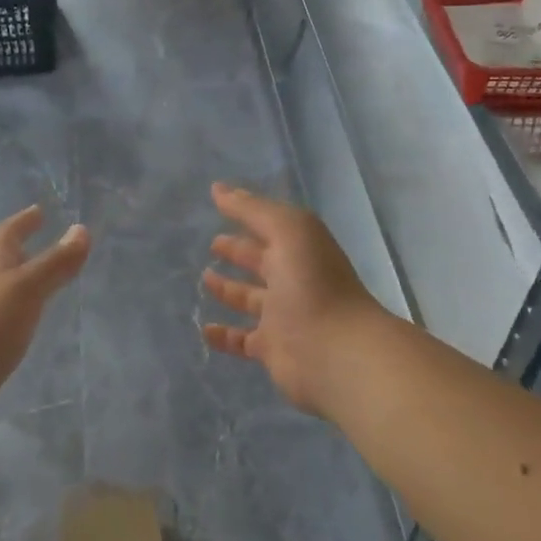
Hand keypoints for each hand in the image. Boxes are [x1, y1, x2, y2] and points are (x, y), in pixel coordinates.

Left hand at [0, 206, 89, 407]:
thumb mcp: (27, 289)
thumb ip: (55, 262)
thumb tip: (81, 229)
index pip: (6, 233)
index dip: (23, 221)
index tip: (38, 210)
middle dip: (18, 250)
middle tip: (38, 243)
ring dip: (14, 282)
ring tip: (35, 284)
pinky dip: (10, 313)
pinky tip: (20, 324)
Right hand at [202, 183, 384, 415]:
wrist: (336, 351)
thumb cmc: (313, 283)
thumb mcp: (287, 231)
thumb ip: (252, 210)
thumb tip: (218, 189)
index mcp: (299, 249)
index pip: (269, 227)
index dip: (246, 216)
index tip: (219, 206)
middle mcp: (293, 279)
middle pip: (261, 261)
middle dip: (239, 251)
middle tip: (213, 245)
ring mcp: (283, 316)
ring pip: (250, 299)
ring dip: (229, 290)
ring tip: (204, 280)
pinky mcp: (273, 348)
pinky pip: (243, 340)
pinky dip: (224, 335)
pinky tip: (205, 330)